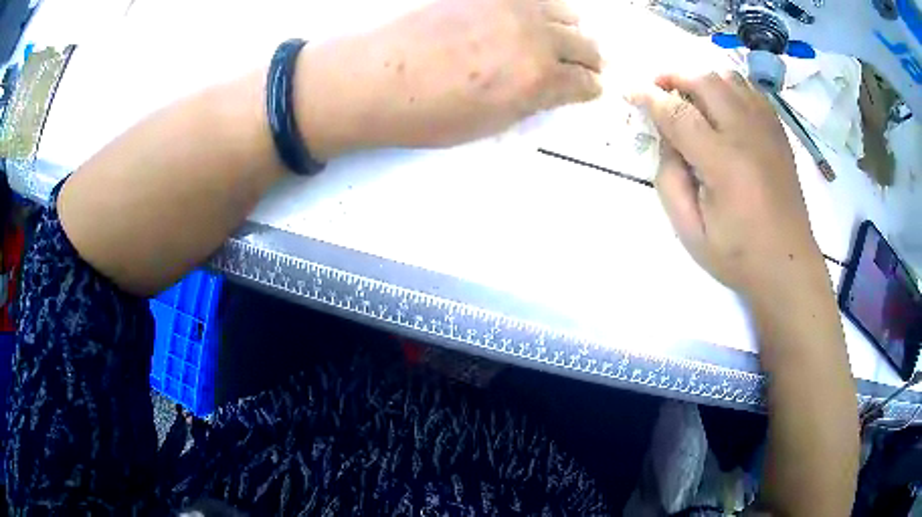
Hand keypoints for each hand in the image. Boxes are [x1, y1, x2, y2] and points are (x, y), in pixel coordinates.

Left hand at [293, 0, 602, 158]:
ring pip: (565, 14)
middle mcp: (535, 38)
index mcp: (538, 80)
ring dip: (569, 29)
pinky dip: (540, 9)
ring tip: (559, 37)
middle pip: (584, 45)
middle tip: (584, 65)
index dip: (590, 88)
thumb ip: (529, 102)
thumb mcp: (489, 124)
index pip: (584, 83)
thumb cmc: (427, 114)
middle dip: (589, 60)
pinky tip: (531, 17)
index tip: (590, 88)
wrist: (375, 77)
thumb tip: (550, 89)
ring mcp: (512, 8)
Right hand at [631, 72, 823, 295]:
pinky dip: (730, 88)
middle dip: (675, 77)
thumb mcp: (690, 231)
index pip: (678, 113)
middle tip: (658, 89)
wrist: (788, 265)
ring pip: (730, 78)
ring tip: (690, 96)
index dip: (649, 97)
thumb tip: (666, 139)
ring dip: (703, 80)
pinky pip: (751, 91)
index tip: (630, 91)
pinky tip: (723, 106)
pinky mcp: (779, 133)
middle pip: (706, 81)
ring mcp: (767, 130)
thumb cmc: (738, 255)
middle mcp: (748, 135)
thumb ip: (669, 180)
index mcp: (723, 163)